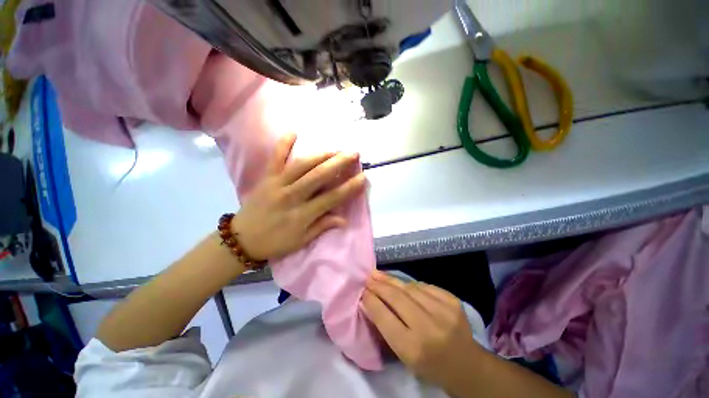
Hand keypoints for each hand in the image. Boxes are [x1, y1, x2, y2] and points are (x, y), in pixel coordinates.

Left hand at [232, 133, 366, 260]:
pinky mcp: (266, 178)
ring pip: (302, 165)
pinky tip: (293, 132)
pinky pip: (274, 158)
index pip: (332, 198)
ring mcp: (277, 184)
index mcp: (302, 214)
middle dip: (339, 163)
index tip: (363, 178)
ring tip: (335, 150)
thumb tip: (343, 220)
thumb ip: (322, 227)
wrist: (242, 239)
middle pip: (319, 176)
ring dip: (320, 155)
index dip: (349, 188)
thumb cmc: (275, 243)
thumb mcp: (301, 241)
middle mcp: (292, 196)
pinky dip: (283, 144)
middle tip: (353, 154)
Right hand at [362, 271, 483, 390]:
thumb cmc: (430, 365)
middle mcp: (428, 327)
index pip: (384, 317)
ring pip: (409, 288)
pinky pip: (424, 286)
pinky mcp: (452, 300)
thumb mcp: (404, 356)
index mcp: (413, 348)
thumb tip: (371, 301)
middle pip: (396, 298)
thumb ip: (387, 328)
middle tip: (368, 277)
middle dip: (379, 285)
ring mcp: (443, 311)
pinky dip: (411, 284)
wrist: (467, 365)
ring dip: (392, 280)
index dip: (371, 301)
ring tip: (380, 274)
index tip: (363, 291)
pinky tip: (403, 284)